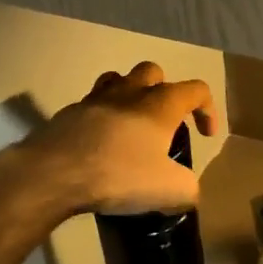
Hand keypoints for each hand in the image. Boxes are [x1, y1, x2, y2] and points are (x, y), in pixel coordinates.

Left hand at [19, 63, 218, 215]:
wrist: (54, 173)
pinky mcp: (68, 114)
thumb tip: (186, 190)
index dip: (208, 109)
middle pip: (153, 72)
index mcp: (160, 104)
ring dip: (130, 95)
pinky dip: (101, 118)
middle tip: (164, 122)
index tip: (205, 136)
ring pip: (118, 80)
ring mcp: (95, 99)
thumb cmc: (120, 175)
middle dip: (165, 90)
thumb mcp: (170, 191)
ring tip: (131, 125)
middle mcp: (129, 92)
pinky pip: (92, 106)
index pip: (196, 89)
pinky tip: (100, 146)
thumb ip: (188, 188)